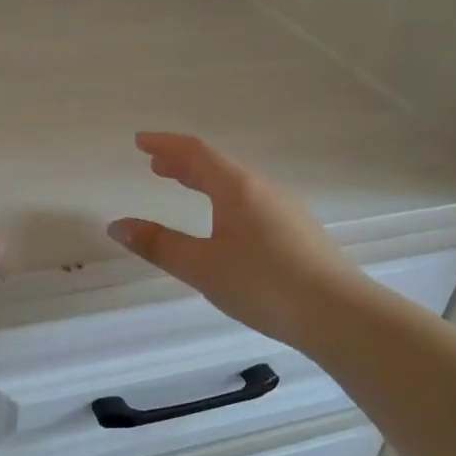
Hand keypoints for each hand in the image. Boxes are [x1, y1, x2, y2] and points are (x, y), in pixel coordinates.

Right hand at [108, 132, 364, 351]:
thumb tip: (117, 226)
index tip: (140, 142)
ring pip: (237, 184)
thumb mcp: (202, 266)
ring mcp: (285, 209)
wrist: (338, 314)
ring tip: (184, 187)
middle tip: (156, 166)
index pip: (196, 152)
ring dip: (205, 181)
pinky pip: (251, 201)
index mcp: (238, 187)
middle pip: (217, 165)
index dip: (165, 144)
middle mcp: (263, 189)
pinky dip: (225, 199)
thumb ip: (158, 245)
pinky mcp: (298, 231)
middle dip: (183, 163)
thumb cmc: (263, 283)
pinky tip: (225, 223)